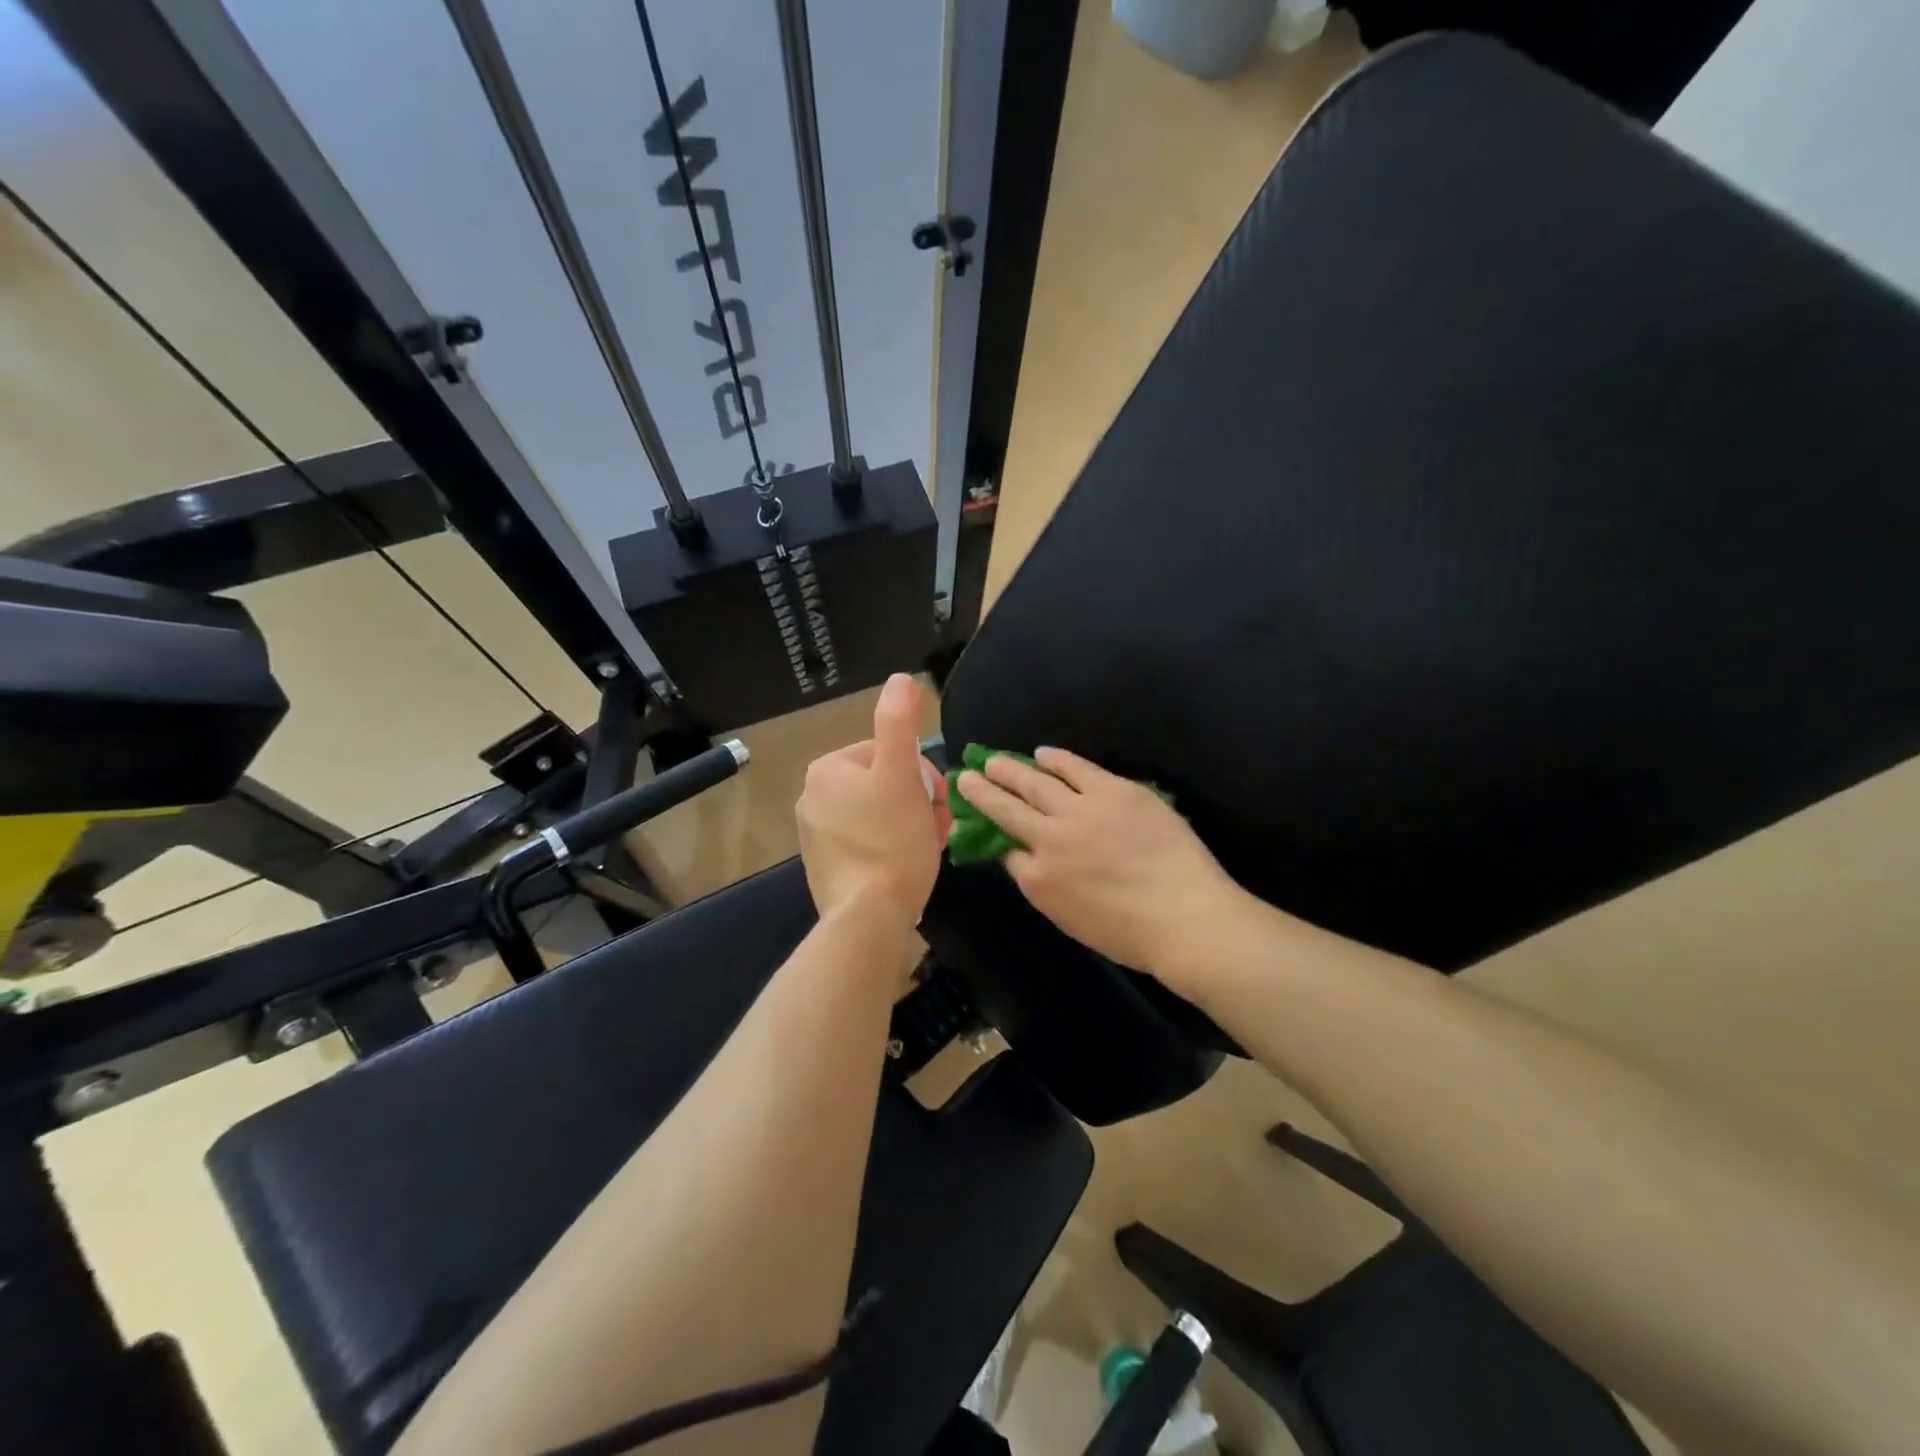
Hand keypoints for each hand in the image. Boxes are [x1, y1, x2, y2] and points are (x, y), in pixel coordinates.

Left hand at [796, 674, 947, 931]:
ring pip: (879, 814)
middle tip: (938, 826)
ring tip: (927, 847)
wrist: (868, 918)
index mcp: (828, 770)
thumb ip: (899, 723)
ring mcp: (816, 835)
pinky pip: (867, 842)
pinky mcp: (826, 866)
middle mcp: (813, 797)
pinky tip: (906, 865)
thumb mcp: (901, 775)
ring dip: (909, 823)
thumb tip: (900, 679)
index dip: (922, 775)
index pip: (889, 753)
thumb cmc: (890, 841)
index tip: (938, 801)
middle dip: (917, 801)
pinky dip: (890, 847)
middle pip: (884, 784)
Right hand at [955, 747, 1242, 982]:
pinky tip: (1042, 753)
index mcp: (1039, 880)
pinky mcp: (1112, 790)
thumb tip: (1027, 862)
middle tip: (965, 776)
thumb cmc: (1132, 934)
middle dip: (983, 791)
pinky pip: (1076, 768)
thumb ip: (1045, 888)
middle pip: (1007, 809)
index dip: (992, 836)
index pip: (1007, 852)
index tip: (979, 823)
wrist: (1185, 916)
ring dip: (1010, 770)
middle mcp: (1049, 839)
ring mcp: (1080, 810)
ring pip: (1034, 782)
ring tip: (993, 760)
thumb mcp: (1072, 921)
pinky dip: (1056, 759)